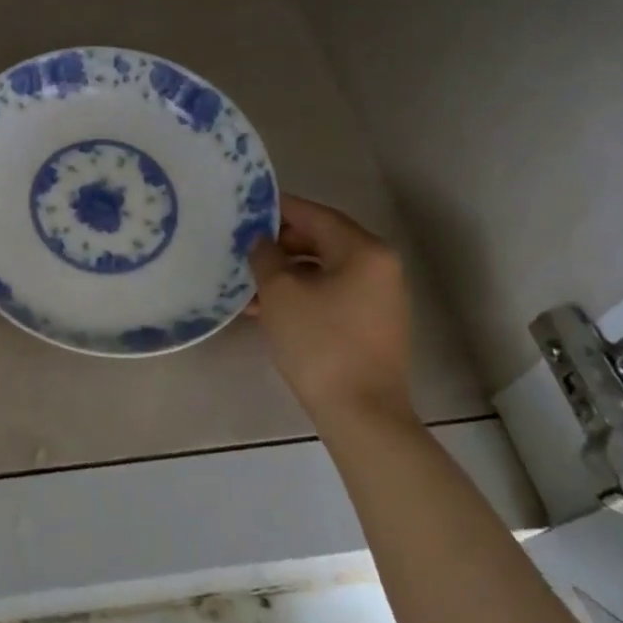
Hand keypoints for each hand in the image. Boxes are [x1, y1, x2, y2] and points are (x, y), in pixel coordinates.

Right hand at [249, 196, 415, 429]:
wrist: (361, 414)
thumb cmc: (320, 343)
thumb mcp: (280, 292)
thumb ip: (265, 255)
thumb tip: (261, 240)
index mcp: (364, 250)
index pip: (315, 215)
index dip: (278, 209)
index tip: (246, 208)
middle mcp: (380, 267)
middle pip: (321, 241)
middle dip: (279, 244)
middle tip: (242, 247)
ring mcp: (379, 297)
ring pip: (323, 271)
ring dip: (286, 273)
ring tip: (246, 284)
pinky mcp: (372, 324)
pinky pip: (331, 294)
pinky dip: (302, 295)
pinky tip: (265, 308)